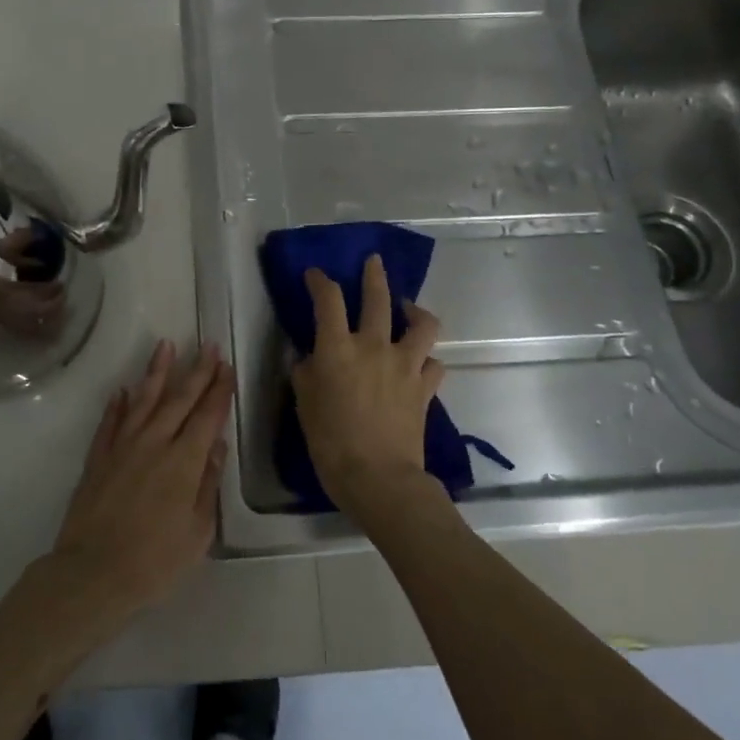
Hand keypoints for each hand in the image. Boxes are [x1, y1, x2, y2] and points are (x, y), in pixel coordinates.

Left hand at [50, 340, 234, 616]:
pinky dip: (118, 404)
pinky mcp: (98, 458)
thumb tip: (215, 446)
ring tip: (165, 346)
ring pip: (143, 400)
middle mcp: (154, 443)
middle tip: (207, 345)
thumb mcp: (197, 531)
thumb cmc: (155, 562)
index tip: (226, 366)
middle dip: (196, 371)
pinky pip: (110, 422)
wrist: (92, 574)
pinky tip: (123, 390)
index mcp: (184, 461)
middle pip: (179, 399)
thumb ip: (207, 485)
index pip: (207, 416)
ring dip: (156, 372)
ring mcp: (122, 447)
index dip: (219, 389)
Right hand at [293, 255, 446, 522]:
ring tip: (408, 310)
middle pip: (378, 298)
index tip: (316, 275)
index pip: (329, 300)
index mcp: (338, 348)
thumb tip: (307, 356)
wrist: (378, 477)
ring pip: (422, 323)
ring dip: (415, 311)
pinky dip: (427, 359)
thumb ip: (305, 373)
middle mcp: (374, 346)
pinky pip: (434, 363)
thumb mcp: (305, 404)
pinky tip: (419, 363)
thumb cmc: (331, 442)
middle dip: (374, 275)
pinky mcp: (425, 387)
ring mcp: (405, 365)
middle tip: (374, 261)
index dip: (321, 281)